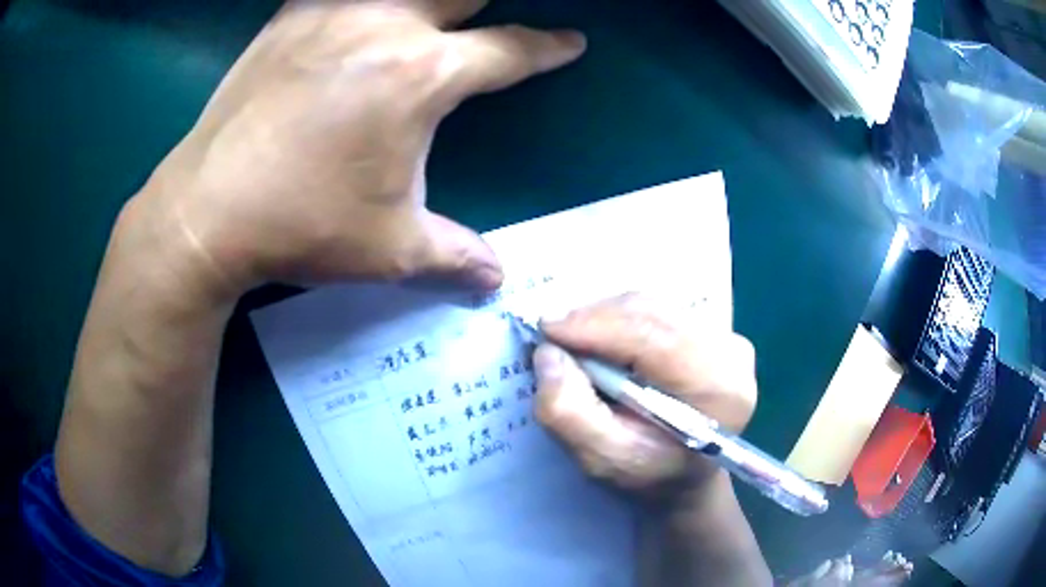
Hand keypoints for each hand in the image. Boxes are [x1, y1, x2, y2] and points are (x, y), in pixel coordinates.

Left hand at [134, 0, 585, 297]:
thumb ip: (455, 257)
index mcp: (422, 75)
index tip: (570, 42)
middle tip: (491, 17)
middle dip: (490, 0)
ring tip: (427, 13)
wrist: (207, 214)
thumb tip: (496, 281)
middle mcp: (385, 25)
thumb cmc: (302, 227)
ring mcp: (332, 12)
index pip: (510, 50)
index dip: (548, 47)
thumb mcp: (391, 250)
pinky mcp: (288, 17)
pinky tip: (354, 10)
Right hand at [533, 293, 757, 496]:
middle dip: (595, 319)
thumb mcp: (602, 459)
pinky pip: (659, 311)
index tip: (546, 330)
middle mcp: (733, 354)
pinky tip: (607, 342)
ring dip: (606, 318)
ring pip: (653, 306)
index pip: (654, 337)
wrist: (687, 476)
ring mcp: (727, 337)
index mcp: (718, 390)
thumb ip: (570, 413)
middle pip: (653, 313)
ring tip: (578, 343)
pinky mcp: (715, 330)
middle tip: (554, 338)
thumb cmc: (650, 475)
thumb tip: (549, 354)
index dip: (596, 326)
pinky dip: (623, 320)